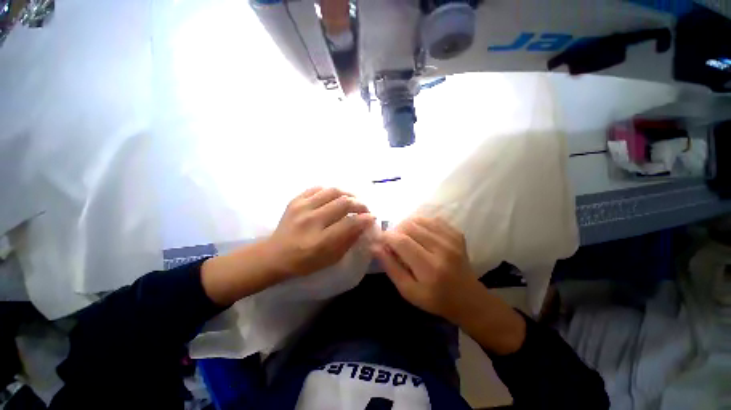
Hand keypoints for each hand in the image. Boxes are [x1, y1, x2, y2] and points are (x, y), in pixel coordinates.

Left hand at [266, 187, 374, 277]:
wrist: (274, 255)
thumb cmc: (305, 262)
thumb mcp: (331, 259)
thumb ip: (349, 240)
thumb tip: (364, 224)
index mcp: (320, 241)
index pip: (349, 224)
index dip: (365, 219)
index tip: (372, 217)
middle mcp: (311, 221)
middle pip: (343, 203)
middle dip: (360, 204)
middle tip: (365, 209)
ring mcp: (301, 207)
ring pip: (333, 191)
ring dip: (348, 194)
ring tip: (353, 200)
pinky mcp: (295, 200)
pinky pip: (318, 188)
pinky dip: (331, 191)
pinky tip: (336, 197)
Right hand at [372, 216, 525, 353]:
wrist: (468, 298)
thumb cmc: (435, 299)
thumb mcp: (408, 291)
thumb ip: (390, 267)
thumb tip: (375, 246)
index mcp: (429, 268)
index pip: (401, 241)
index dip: (387, 237)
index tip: (381, 240)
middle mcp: (442, 249)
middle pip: (410, 226)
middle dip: (396, 230)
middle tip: (393, 241)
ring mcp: (452, 239)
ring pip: (420, 220)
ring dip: (406, 225)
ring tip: (405, 237)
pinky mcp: (456, 233)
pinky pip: (432, 219)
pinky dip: (420, 223)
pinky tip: (419, 234)